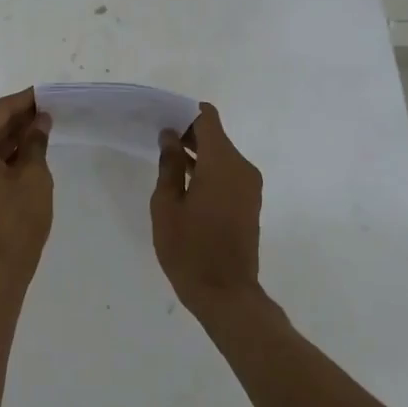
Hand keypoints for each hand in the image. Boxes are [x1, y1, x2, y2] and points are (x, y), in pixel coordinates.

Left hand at [0, 88, 53, 286]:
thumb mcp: (33, 177)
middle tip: (50, 109)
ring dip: (14, 136)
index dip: (25, 100)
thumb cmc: (16, 221)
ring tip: (45, 126)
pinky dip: (6, 154)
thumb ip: (35, 142)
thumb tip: (40, 121)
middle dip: (20, 118)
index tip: (47, 92)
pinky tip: (30, 149)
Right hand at [151, 103, 264, 320]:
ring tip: (166, 160)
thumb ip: (169, 166)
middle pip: (215, 136)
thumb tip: (170, 137)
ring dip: (198, 153)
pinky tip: (184, 181)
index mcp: (222, 163)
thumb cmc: (189, 249)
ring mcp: (249, 185)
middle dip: (188, 133)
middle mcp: (242, 167)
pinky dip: (208, 170)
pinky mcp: (250, 201)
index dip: (184, 113)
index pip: (207, 119)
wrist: (226, 293)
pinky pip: (228, 172)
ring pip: (222, 154)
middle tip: (158, 138)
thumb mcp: (167, 205)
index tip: (162, 118)